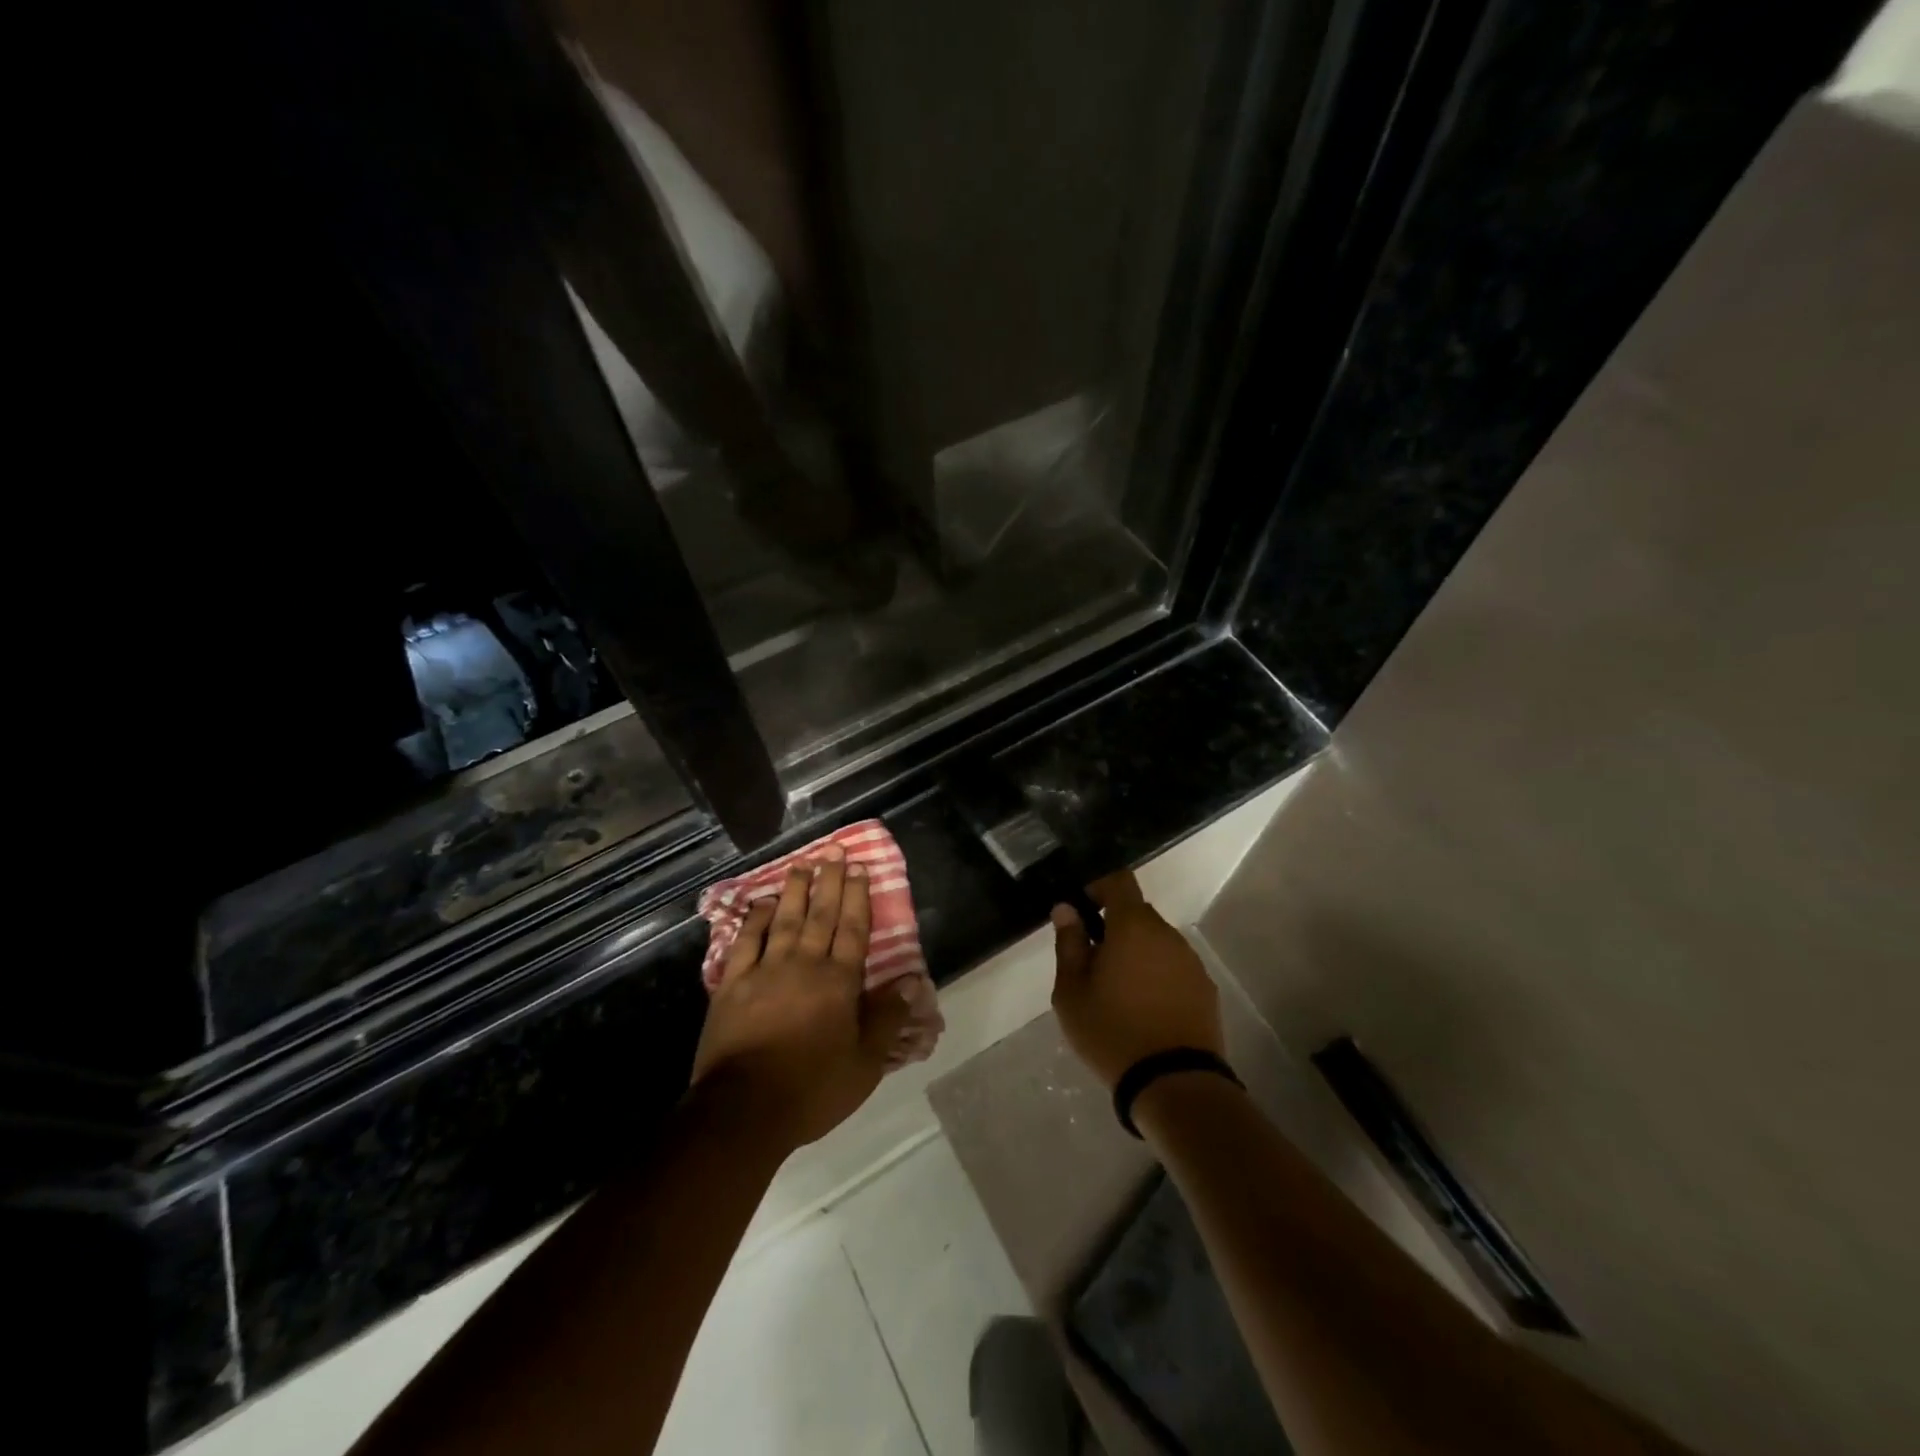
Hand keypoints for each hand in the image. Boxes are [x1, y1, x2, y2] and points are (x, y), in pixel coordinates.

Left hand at [691, 846, 912, 1151]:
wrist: (743, 1110)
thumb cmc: (812, 1089)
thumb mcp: (864, 1064)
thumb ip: (887, 1018)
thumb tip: (911, 980)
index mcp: (838, 982)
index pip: (853, 930)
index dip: (858, 897)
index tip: (859, 868)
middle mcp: (804, 965)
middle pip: (821, 916)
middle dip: (829, 882)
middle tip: (833, 851)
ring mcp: (765, 971)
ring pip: (784, 920)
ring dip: (794, 890)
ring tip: (802, 864)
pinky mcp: (733, 985)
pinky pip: (746, 942)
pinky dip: (754, 920)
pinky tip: (761, 903)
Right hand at [1050, 871, 1223, 1089]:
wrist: (1174, 1083)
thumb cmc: (1112, 1031)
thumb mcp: (1071, 991)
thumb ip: (1069, 943)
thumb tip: (1066, 909)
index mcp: (1133, 926)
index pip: (1119, 881)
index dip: (1099, 887)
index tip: (1083, 911)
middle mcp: (1167, 935)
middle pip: (1138, 914)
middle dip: (1114, 928)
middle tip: (1092, 963)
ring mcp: (1191, 962)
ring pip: (1157, 942)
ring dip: (1137, 953)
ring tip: (1118, 992)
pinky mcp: (1205, 990)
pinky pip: (1174, 968)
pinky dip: (1157, 976)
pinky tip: (1145, 1010)